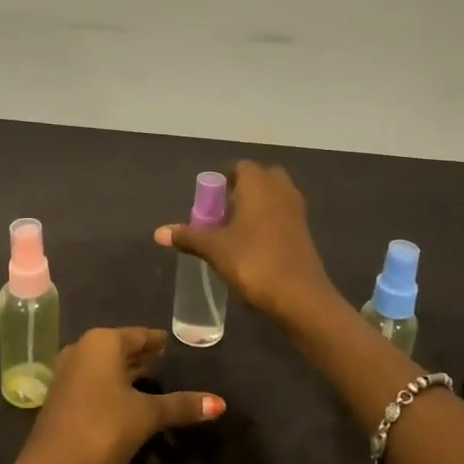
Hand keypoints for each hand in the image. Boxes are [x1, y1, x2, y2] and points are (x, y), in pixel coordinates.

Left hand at [0, 327, 222, 463]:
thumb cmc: (102, 430)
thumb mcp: (146, 416)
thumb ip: (181, 405)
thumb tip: (220, 403)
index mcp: (101, 342)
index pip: (140, 335)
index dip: (160, 341)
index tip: (179, 345)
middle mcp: (82, 349)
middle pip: (122, 348)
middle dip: (146, 357)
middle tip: (174, 363)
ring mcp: (69, 373)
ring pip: (108, 367)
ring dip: (130, 373)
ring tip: (160, 381)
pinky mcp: (64, 397)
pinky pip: (97, 383)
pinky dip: (116, 387)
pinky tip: (133, 402)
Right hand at [154, 160, 336, 326]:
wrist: (300, 296)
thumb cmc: (253, 261)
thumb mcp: (214, 249)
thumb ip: (188, 236)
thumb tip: (158, 232)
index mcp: (258, 184)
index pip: (240, 167)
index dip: (223, 180)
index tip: (209, 201)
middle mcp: (280, 189)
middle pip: (260, 179)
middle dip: (242, 191)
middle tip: (223, 213)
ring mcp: (296, 210)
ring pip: (274, 197)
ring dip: (257, 206)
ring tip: (235, 231)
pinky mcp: (305, 231)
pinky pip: (282, 215)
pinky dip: (269, 222)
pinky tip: (254, 246)